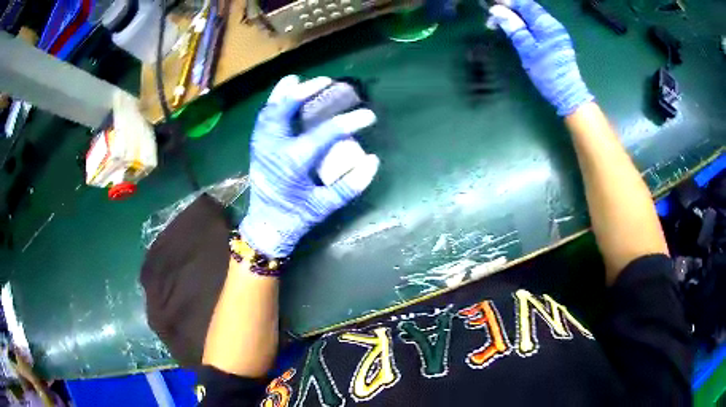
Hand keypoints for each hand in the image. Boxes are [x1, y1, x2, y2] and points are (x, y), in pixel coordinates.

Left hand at [240, 75, 379, 257]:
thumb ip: (350, 186)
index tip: (369, 116)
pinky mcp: (257, 147)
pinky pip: (262, 119)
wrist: (266, 227)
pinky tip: (281, 96)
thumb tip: (373, 161)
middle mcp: (273, 148)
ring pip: (269, 110)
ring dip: (283, 93)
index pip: (325, 134)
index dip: (350, 122)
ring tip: (298, 79)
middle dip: (305, 91)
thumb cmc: (296, 218)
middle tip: (326, 81)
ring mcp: (261, 146)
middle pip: (284, 110)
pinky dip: (272, 104)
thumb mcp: (325, 206)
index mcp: (293, 162)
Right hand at [487, 0, 593, 115]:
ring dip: (516, 17)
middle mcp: (552, 24)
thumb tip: (496, 10)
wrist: (568, 93)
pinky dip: (524, 24)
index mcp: (546, 23)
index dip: (507, 1)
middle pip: (528, 8)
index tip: (492, 3)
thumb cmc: (547, 72)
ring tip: (500, 24)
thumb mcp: (527, 49)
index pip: (524, 3)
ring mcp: (556, 32)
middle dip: (510, 9)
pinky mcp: (556, 41)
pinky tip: (516, 30)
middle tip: (492, 17)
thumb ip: (513, 27)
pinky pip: (537, 25)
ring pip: (532, 17)